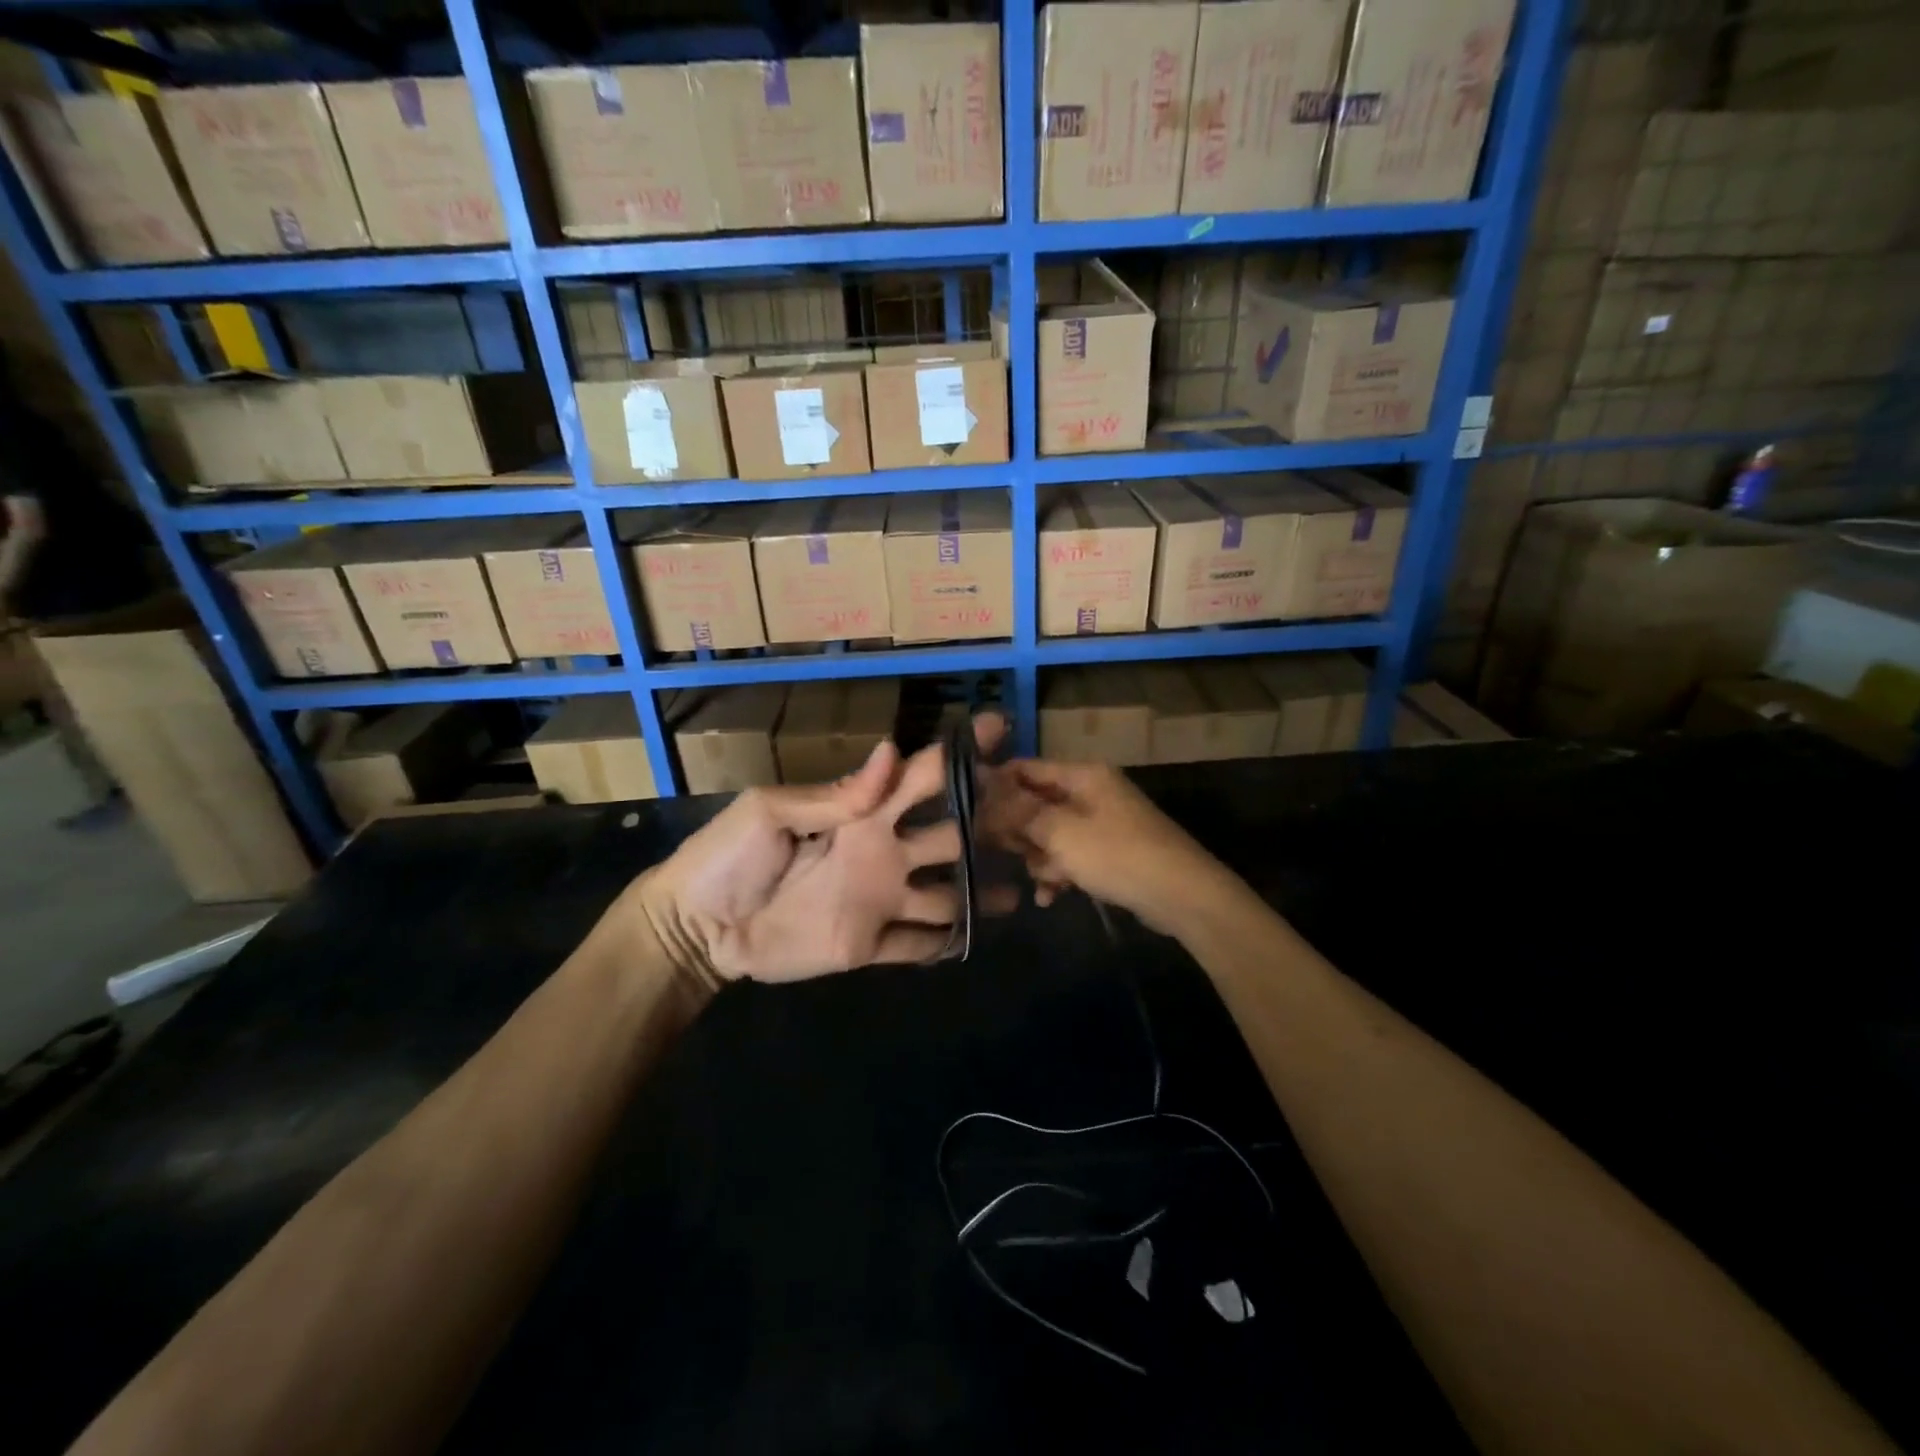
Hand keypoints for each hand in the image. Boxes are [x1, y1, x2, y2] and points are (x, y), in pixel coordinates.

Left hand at [634, 717, 1001, 985]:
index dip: (958, 756)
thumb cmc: (727, 858)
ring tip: (1020, 892)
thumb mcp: (770, 812)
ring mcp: (879, 901)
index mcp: (862, 813)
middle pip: (950, 836)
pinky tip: (977, 941)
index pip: (920, 778)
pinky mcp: (868, 946)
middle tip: (1028, 822)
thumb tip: (890, 752)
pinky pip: (916, 946)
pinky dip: (946, 944)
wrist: (696, 929)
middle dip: (987, 825)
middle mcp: (883, 852)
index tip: (999, 733)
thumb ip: (835, 794)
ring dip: (979, 894)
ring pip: (945, 896)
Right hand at [979, 758, 1231, 935]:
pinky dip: (1059, 873)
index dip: (995, 787)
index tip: (968, 813)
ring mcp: (1101, 823)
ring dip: (1040, 859)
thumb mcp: (1061, 833)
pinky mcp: (1109, 852)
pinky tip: (1051, 897)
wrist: (1183, 896)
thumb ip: (1018, 812)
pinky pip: (1070, 855)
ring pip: (1050, 834)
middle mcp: (1090, 792)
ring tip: (1044, 881)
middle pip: (1035, 803)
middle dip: (1019, 831)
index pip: (1026, 768)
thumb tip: (980, 789)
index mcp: (1082, 775)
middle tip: (1003, 854)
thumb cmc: (1118, 855)